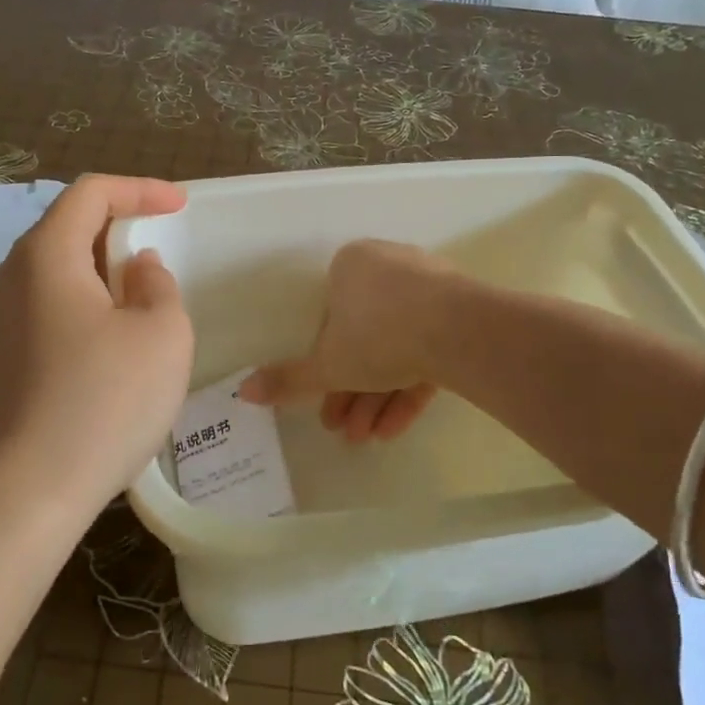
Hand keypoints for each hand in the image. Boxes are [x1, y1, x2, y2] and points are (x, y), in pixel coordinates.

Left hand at [0, 175, 193, 514]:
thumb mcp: (162, 335)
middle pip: (65, 229)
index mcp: (45, 256)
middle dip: (117, 230)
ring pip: (52, 273)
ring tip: (138, 300)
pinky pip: (42, 311)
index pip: (90, 193)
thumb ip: (158, 286)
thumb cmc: (104, 403)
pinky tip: (106, 345)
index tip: (178, 205)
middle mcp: (8, 278)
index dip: (139, 189)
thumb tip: (136, 269)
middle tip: (159, 251)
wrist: (26, 494)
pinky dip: (79, 307)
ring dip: (98, 273)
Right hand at [240, 239, 453, 442]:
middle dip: (351, 390)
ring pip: (395, 348)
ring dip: (376, 397)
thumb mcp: (328, 365)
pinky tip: (393, 430)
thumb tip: (243, 392)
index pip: (330, 318)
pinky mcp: (461, 314)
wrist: (460, 331)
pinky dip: (408, 389)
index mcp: (351, 266)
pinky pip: (426, 352)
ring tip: (365, 439)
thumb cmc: (378, 335)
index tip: (322, 401)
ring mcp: (430, 290)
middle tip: (342, 429)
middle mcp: (389, 268)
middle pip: (363, 338)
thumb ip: (288, 379)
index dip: (324, 366)